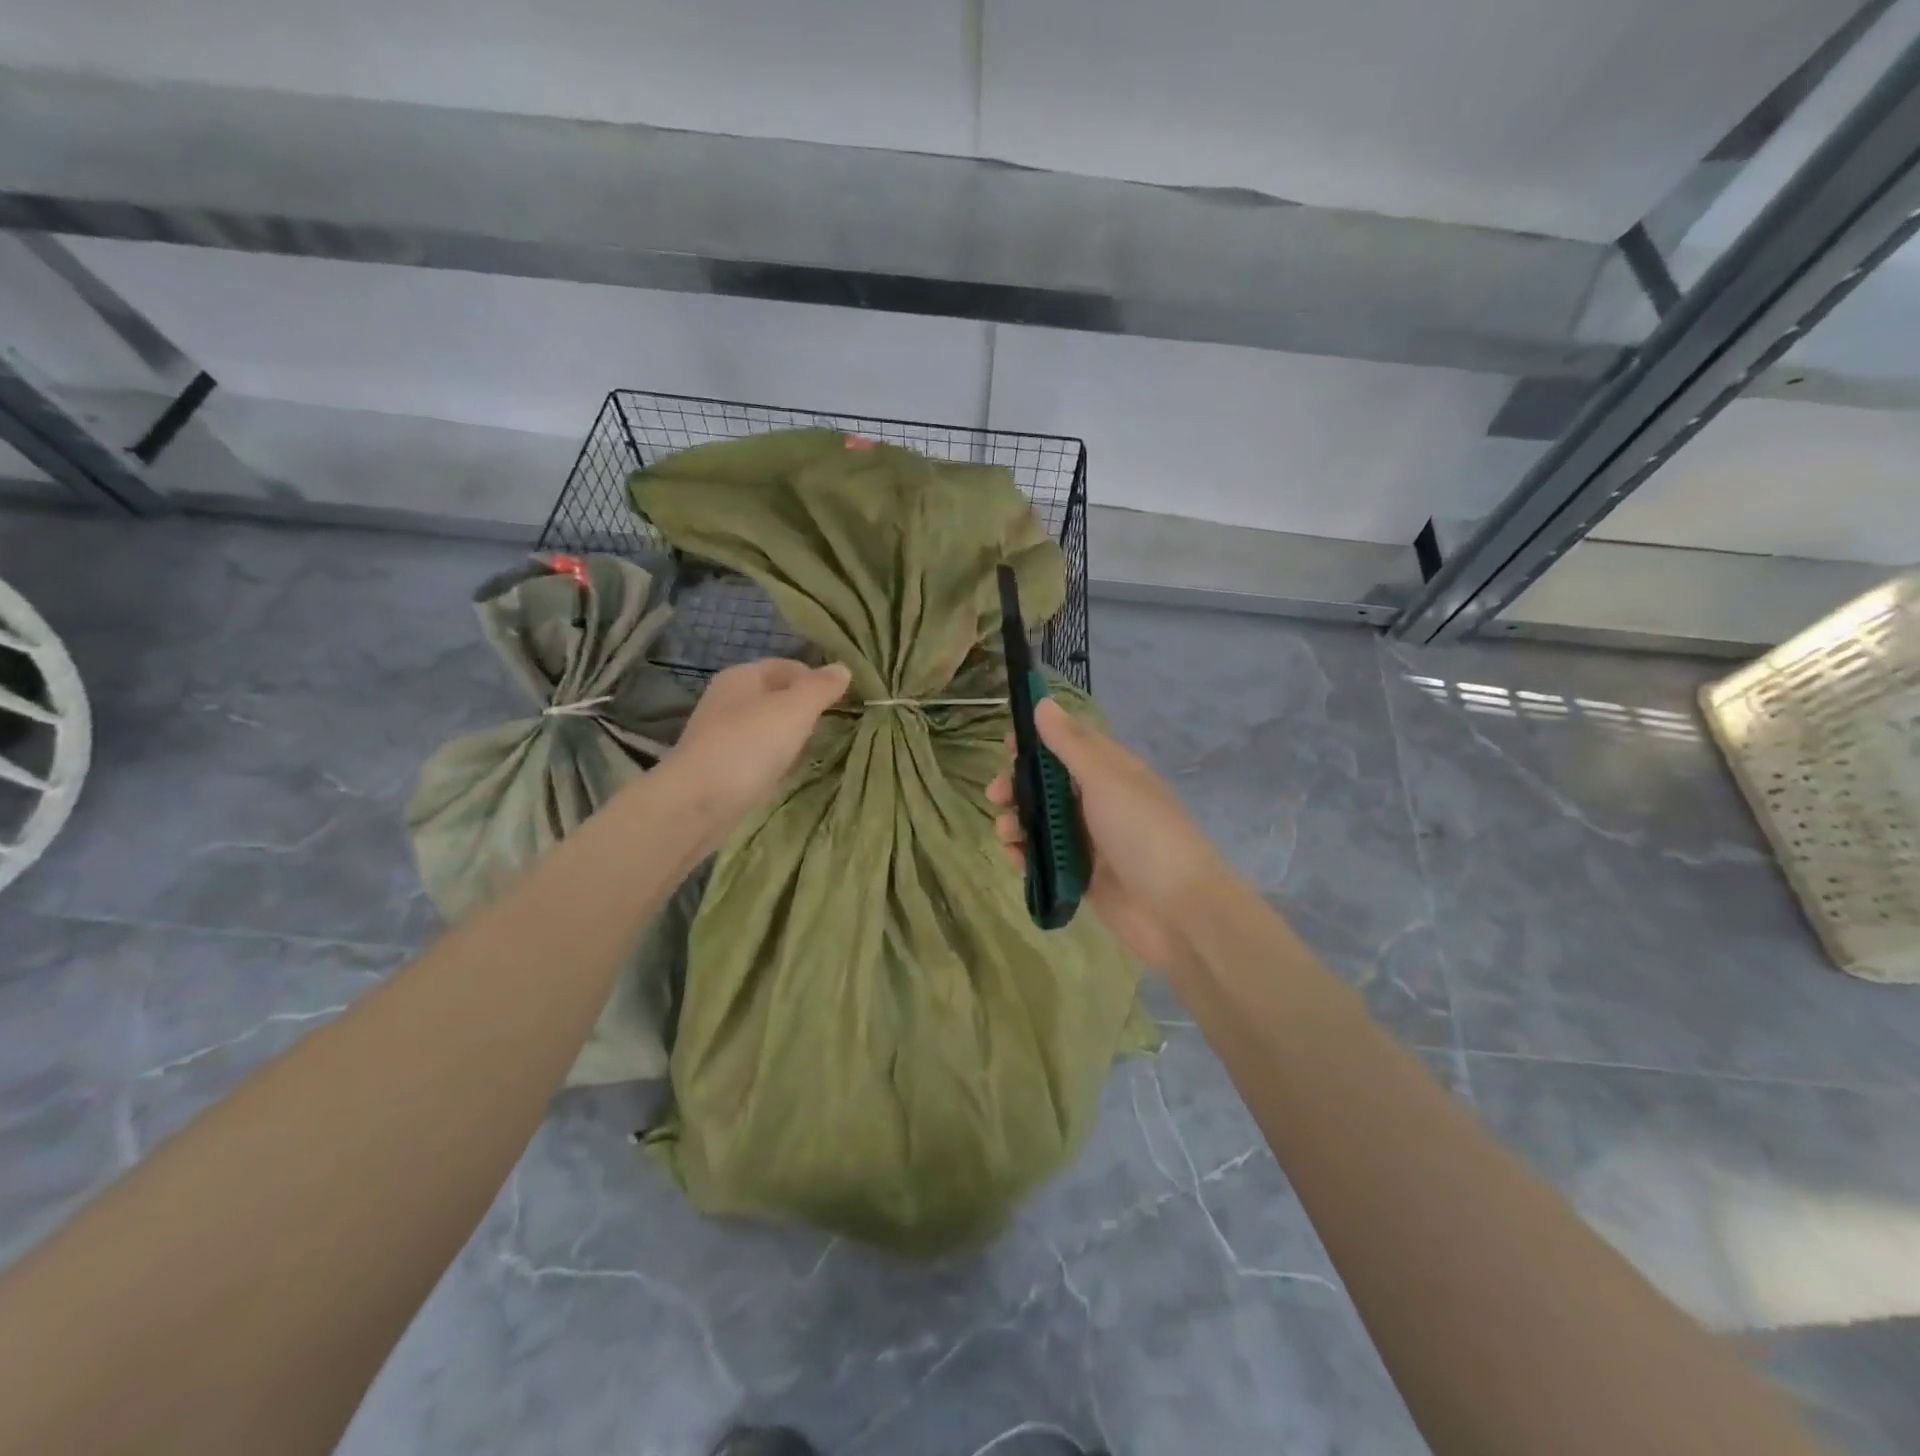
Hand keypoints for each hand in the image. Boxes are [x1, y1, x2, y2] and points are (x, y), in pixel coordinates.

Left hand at [665, 658, 850, 848]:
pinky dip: (776, 759)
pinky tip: (788, 772)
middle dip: (806, 709)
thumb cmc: (749, 746)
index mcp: (742, 676)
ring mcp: (722, 733)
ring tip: (814, 751)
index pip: (789, 666)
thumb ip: (821, 688)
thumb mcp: (795, 709)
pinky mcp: (721, 765)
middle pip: (778, 696)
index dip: (817, 680)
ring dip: (792, 736)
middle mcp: (728, 699)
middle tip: (832, 728)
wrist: (698, 804)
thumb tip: (843, 668)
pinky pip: (758, 753)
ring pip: (768, 726)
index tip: (842, 703)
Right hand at [988, 699, 1230, 968]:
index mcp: (1112, 771)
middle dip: (1019, 786)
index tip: (1005, 743)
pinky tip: (1016, 859)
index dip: (1037, 741)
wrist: (1178, 910)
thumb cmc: (1143, 833)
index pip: (1069, 744)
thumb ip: (1071, 744)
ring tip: (1007, 834)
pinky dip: (1027, 855)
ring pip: (1043, 822)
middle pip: (1049, 785)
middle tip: (996, 795)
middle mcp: (1100, 801)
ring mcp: (1091, 840)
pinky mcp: (1083, 875)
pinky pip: (1046, 858)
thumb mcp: (1106, 780)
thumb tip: (1043, 702)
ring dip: (1018, 822)